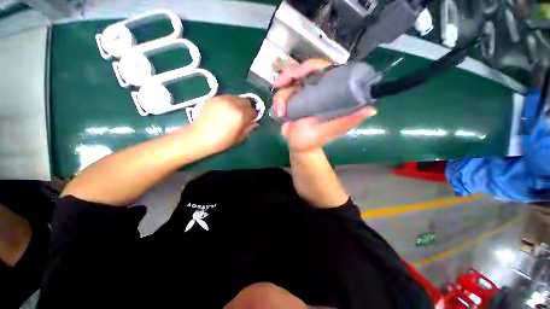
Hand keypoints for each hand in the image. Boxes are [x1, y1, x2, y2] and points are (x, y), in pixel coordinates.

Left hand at [192, 95, 258, 153]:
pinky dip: (229, 102)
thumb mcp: (239, 138)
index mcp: (241, 114)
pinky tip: (224, 110)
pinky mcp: (214, 98)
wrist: (199, 137)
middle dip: (247, 108)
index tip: (250, 121)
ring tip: (233, 112)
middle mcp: (234, 103)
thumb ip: (248, 128)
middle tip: (242, 115)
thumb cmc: (221, 141)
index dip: (253, 117)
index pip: (253, 111)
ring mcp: (223, 99)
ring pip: (236, 97)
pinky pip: (226, 97)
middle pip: (246, 101)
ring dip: (238, 103)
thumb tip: (254, 123)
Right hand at [273, 59, 377, 151]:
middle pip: (301, 72)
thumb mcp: (331, 130)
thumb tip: (370, 109)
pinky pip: (281, 94)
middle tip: (278, 84)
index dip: (309, 67)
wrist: (300, 147)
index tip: (298, 74)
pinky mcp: (290, 101)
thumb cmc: (315, 140)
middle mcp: (315, 90)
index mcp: (328, 92)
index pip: (322, 69)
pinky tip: (279, 113)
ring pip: (288, 84)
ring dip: (281, 96)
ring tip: (280, 113)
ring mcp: (301, 94)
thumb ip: (347, 121)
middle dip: (288, 76)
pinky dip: (278, 102)